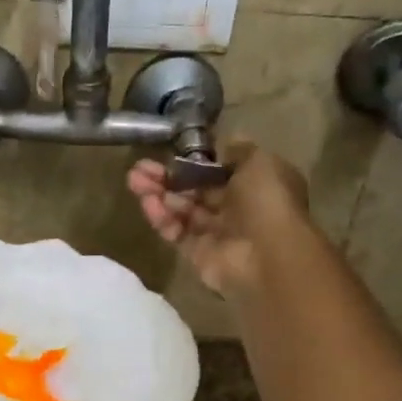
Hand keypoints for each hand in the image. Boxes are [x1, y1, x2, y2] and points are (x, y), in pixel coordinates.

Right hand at [127, 139, 310, 294]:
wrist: (268, 258)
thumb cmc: (267, 202)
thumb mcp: (259, 162)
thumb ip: (236, 149)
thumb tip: (219, 143)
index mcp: (256, 183)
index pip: (217, 169)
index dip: (193, 160)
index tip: (170, 152)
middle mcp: (236, 207)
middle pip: (195, 188)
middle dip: (167, 176)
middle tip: (139, 167)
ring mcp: (216, 232)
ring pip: (181, 208)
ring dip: (158, 193)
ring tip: (133, 181)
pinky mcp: (197, 253)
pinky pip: (176, 232)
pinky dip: (161, 217)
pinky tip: (147, 203)